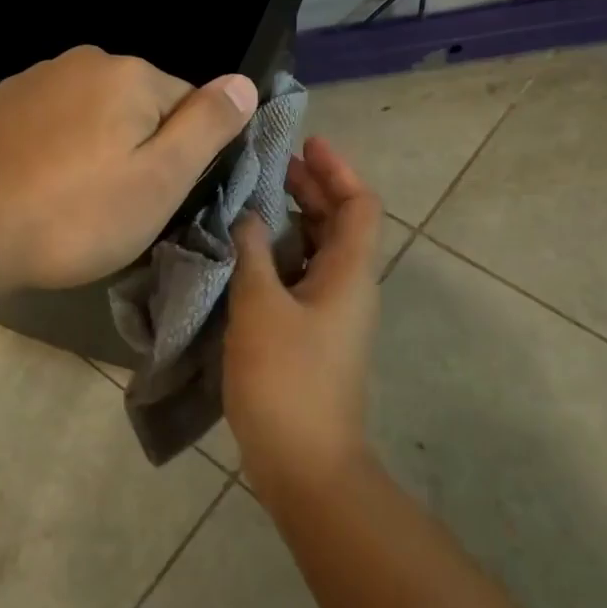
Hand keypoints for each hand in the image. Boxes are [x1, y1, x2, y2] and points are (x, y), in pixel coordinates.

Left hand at [0, 46, 257, 290]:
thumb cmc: (75, 214)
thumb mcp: (160, 179)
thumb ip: (207, 126)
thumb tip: (244, 81)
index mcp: (130, 75)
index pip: (190, 105)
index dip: (184, 155)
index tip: (160, 197)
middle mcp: (82, 61)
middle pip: (139, 108)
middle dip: (139, 150)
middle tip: (118, 206)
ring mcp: (31, 79)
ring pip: (92, 116)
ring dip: (96, 150)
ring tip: (74, 203)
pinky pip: (49, 125)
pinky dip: (54, 152)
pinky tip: (37, 189)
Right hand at [224, 136, 382, 498]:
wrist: (305, 464)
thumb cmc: (286, 379)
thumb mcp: (260, 308)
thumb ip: (254, 254)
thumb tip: (250, 218)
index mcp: (350, 273)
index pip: (360, 204)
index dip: (337, 168)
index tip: (305, 143)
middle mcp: (350, 288)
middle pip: (341, 224)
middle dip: (312, 189)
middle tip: (271, 167)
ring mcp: (333, 316)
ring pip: (320, 252)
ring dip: (293, 222)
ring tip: (252, 203)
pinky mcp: (313, 338)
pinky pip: (302, 279)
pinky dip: (280, 257)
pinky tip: (246, 256)